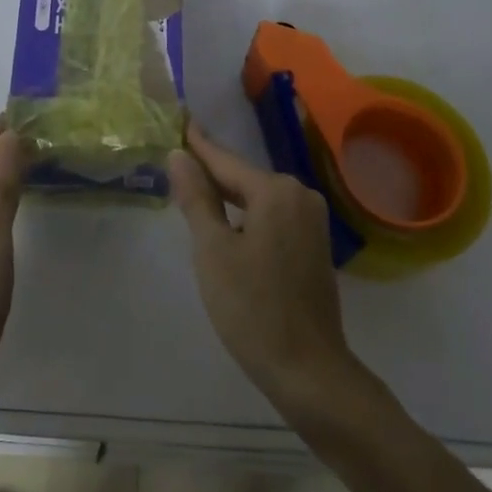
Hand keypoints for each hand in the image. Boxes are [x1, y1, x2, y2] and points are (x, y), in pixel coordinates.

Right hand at [170, 125, 360, 418]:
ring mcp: (311, 220)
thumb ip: (197, 198)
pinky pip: (272, 216)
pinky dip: (247, 216)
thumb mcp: (213, 250)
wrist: (309, 370)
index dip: (198, 145)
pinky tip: (227, 224)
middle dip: (211, 173)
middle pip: (244, 178)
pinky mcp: (314, 244)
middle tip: (177, 160)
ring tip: (194, 190)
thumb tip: (179, 156)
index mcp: (276, 191)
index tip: (180, 121)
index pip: (225, 161)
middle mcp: (299, 195)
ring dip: (228, 197)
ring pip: (258, 198)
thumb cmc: (252, 308)